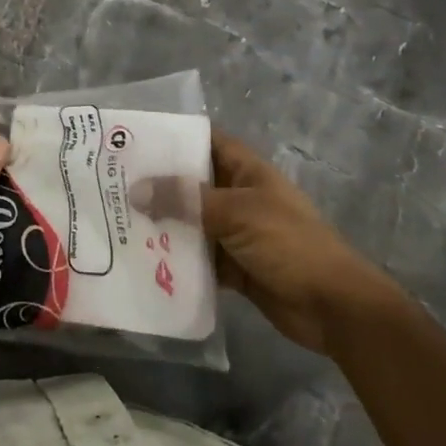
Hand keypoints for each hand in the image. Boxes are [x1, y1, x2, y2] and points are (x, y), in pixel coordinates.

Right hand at [135, 128, 397, 354]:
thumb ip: (186, 200)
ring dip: (162, 224)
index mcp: (246, 170)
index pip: (204, 141)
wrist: (334, 306)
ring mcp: (236, 232)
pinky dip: (176, 259)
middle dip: (157, 184)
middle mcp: (238, 195)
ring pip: (191, 221)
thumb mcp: (236, 213)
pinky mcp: (234, 267)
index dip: (172, 138)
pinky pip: (198, 257)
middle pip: (192, 182)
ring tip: (117, 221)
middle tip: (111, 185)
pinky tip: (143, 261)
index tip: (132, 141)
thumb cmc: (289, 244)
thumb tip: (136, 189)